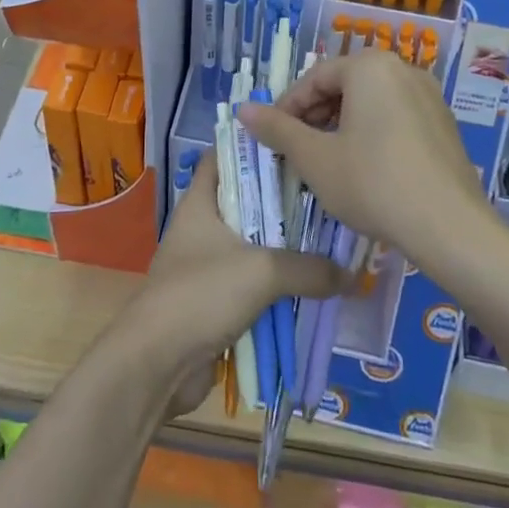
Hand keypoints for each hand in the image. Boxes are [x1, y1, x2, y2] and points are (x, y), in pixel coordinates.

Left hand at [122, 152, 347, 411]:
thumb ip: (309, 268)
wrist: (157, 364)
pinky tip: (311, 286)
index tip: (292, 143)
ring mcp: (206, 266)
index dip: (252, 146)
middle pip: (246, 202)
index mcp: (200, 203)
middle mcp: (201, 228)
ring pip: (252, 246)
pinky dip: (276, 286)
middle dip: (283, 201)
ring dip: (284, 248)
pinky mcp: (213, 302)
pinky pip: (252, 285)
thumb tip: (351, 275)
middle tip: (325, 194)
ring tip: (329, 238)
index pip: (222, 157)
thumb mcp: (262, 271)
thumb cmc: (201, 294)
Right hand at [239, 50, 490, 268]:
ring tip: (326, 161)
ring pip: (370, 102)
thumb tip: (242, 109)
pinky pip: (396, 116)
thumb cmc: (372, 183)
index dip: (287, 108)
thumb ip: (277, 129)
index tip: (272, 137)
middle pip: (344, 85)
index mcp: (369, 67)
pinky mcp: (443, 123)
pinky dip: (371, 133)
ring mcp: (429, 95)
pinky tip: (363, 168)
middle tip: (297, 150)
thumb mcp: (314, 158)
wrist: (448, 226)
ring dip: (341, 125)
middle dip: (315, 116)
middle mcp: (402, 69)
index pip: (315, 78)